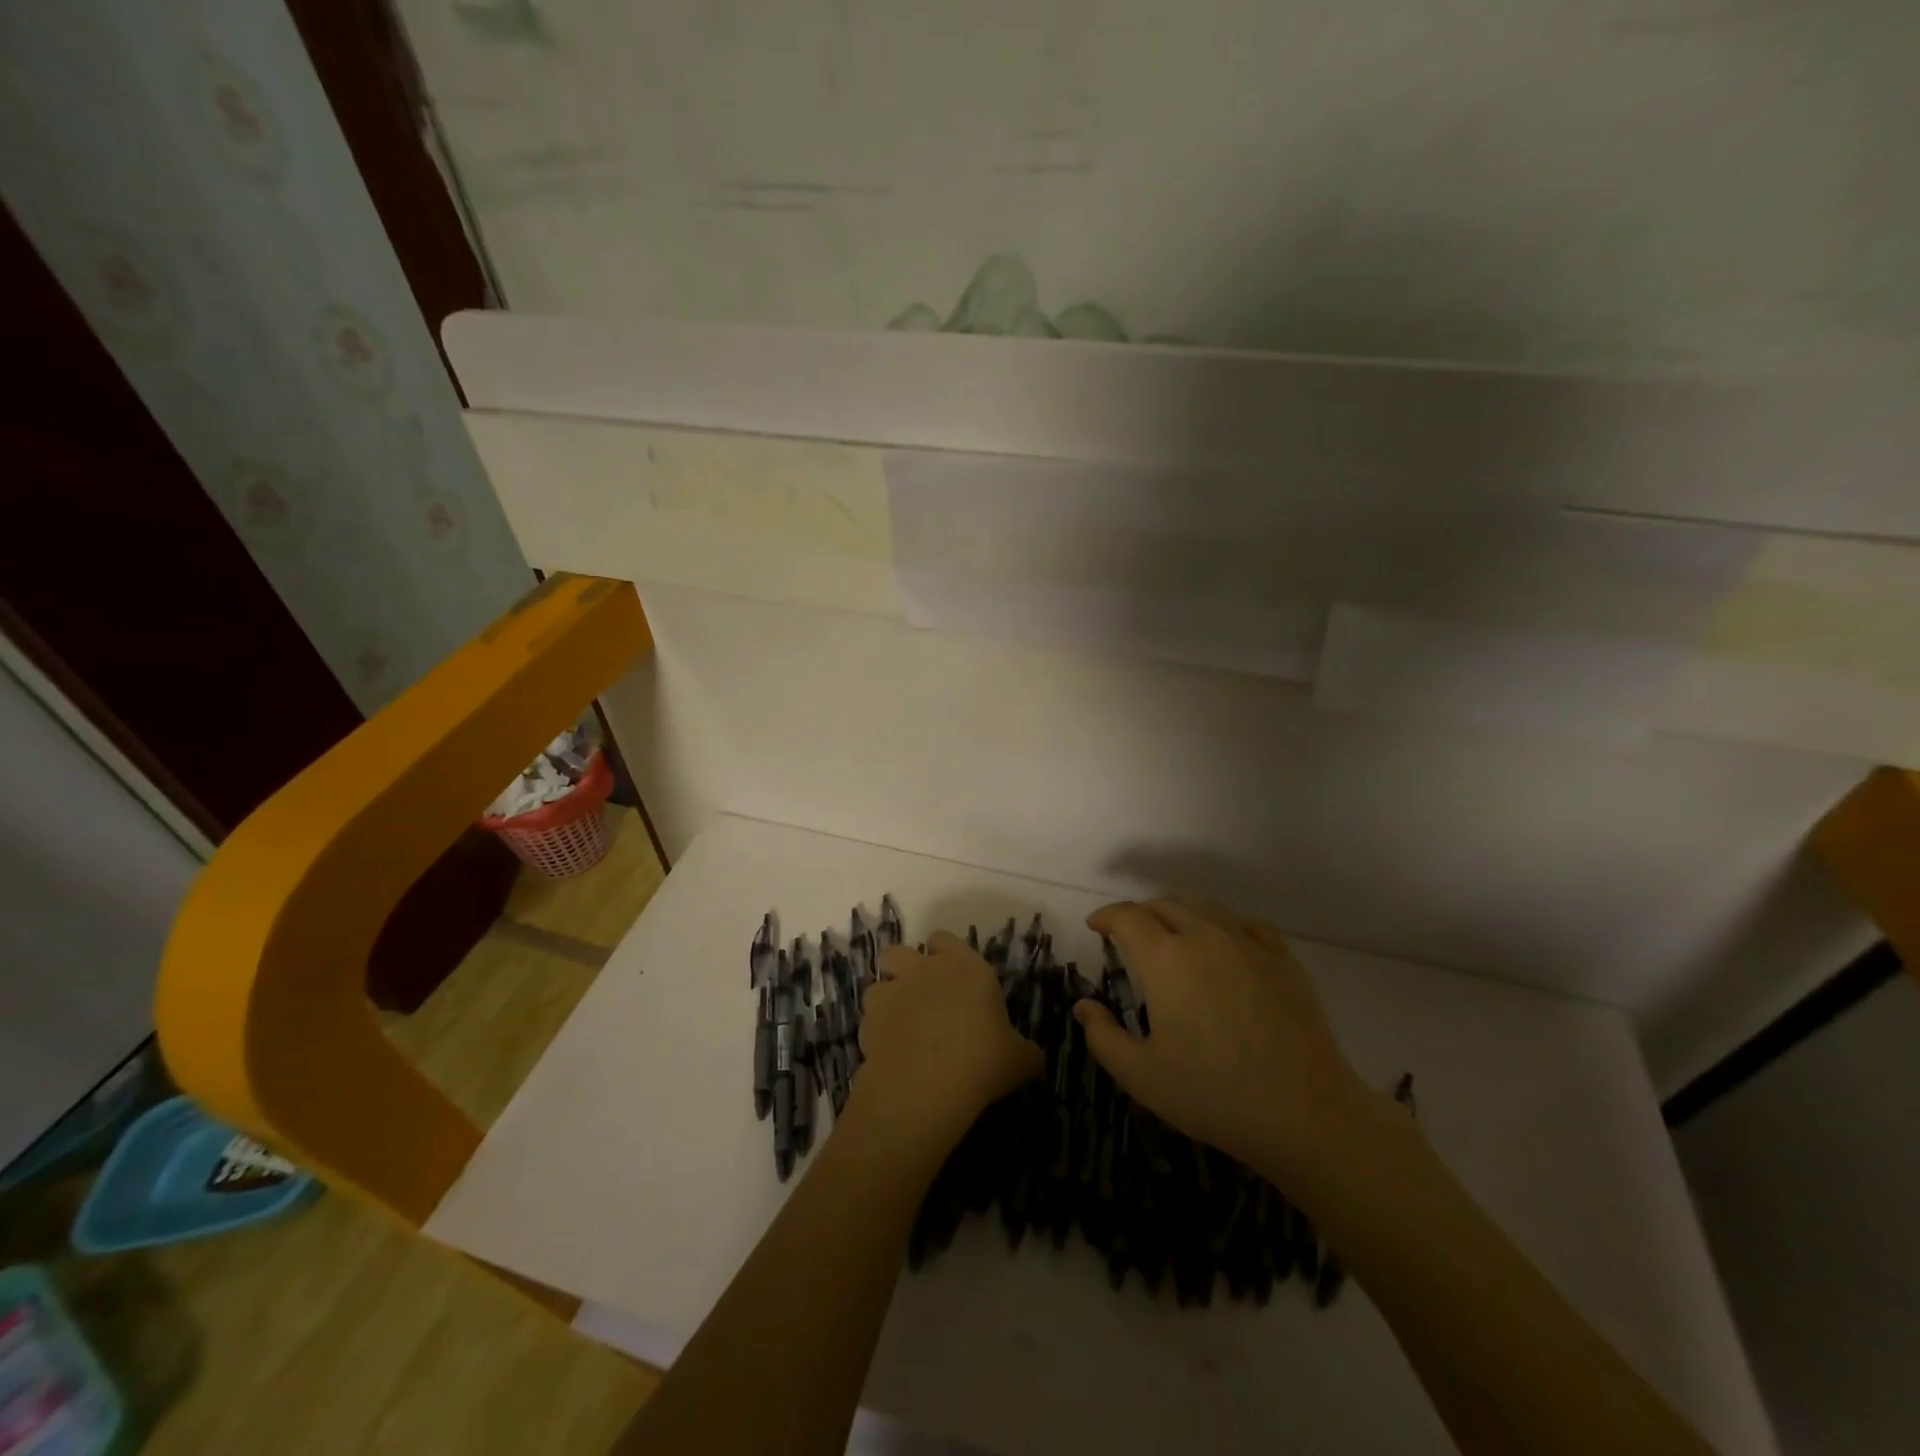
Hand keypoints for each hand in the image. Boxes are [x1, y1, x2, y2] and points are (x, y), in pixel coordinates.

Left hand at [852, 931, 1043, 1161]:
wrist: (927, 1085)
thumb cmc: (982, 1060)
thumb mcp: (1019, 1059)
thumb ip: (1025, 1051)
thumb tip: (1033, 1057)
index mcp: (963, 966)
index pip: (945, 939)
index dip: (945, 955)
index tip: (954, 978)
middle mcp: (923, 970)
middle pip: (899, 952)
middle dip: (904, 969)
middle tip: (919, 997)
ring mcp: (891, 993)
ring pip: (878, 985)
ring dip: (887, 1001)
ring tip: (900, 1028)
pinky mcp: (867, 1022)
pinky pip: (868, 1021)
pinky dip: (876, 1033)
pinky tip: (890, 1055)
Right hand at [1073, 898, 1373, 1180]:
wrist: (1306, 1113)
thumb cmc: (1213, 1094)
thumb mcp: (1141, 1076)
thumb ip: (1103, 1037)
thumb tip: (1084, 1006)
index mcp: (1165, 958)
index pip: (1127, 917)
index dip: (1106, 916)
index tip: (1096, 927)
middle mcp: (1204, 936)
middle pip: (1165, 904)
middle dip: (1140, 913)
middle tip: (1130, 936)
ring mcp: (1248, 944)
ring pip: (1205, 909)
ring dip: (1180, 915)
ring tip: (1173, 937)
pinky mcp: (1283, 959)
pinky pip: (1245, 926)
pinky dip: (1223, 927)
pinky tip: (1224, 949)